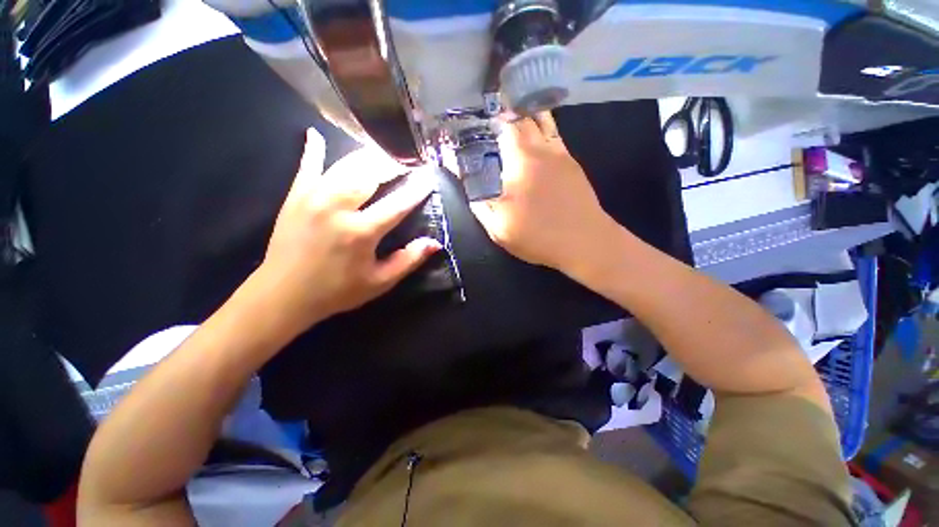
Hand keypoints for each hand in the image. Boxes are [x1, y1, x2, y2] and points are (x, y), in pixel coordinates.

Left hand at [247, 130, 440, 336]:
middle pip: (371, 175)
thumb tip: (435, 243)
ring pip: (345, 166)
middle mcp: (338, 208)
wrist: (283, 295)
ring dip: (366, 156)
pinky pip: (306, 167)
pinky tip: (316, 134)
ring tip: (382, 152)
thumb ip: (408, 260)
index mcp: (361, 232)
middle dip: (392, 165)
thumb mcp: (380, 282)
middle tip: (407, 160)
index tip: (429, 178)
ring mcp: (313, 198)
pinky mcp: (295, 197)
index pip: (397, 204)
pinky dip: (313, 150)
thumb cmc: (337, 291)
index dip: (416, 190)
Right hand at [470, 113, 619, 273]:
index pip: (504, 126)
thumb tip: (468, 185)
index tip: (478, 122)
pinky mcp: (573, 164)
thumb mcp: (499, 227)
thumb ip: (479, 203)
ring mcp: (561, 154)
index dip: (489, 120)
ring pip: (543, 122)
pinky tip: (535, 137)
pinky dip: (542, 129)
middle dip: (506, 114)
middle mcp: (542, 149)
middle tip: (492, 120)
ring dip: (526, 116)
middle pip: (524, 119)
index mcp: (521, 161)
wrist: (585, 242)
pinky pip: (554, 136)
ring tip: (512, 118)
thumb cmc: (538, 235)